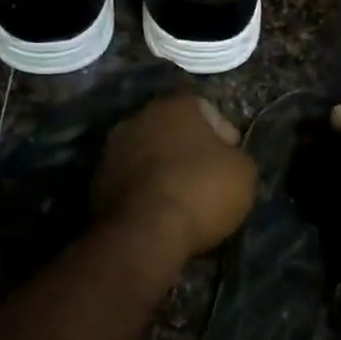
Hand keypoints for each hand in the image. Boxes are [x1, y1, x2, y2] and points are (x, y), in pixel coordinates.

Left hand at [93, 96, 256, 261]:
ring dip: (163, 169)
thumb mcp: (244, 172)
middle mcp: (138, 118)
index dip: (225, 135)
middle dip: (189, 150)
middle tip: (208, 177)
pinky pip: (131, 180)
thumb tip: (226, 158)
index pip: (207, 110)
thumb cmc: (201, 191)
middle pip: (173, 130)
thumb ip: (236, 156)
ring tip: (182, 198)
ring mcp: (111, 150)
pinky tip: (159, 211)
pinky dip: (144, 190)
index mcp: (175, 106)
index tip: (232, 160)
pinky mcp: (95, 183)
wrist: (144, 234)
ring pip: (148, 154)